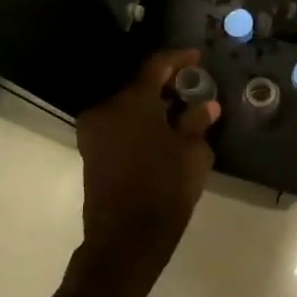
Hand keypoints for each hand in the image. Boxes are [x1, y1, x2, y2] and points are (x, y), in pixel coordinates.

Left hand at [76, 49, 219, 274]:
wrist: (125, 239)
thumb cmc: (165, 190)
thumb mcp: (193, 153)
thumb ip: (198, 122)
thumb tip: (205, 105)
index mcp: (131, 102)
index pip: (156, 66)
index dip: (179, 59)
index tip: (198, 57)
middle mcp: (105, 109)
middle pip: (139, 85)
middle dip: (166, 84)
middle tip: (193, 87)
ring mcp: (94, 131)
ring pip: (127, 105)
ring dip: (152, 105)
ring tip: (182, 111)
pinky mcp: (91, 151)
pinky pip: (119, 124)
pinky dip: (140, 121)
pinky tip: (163, 131)